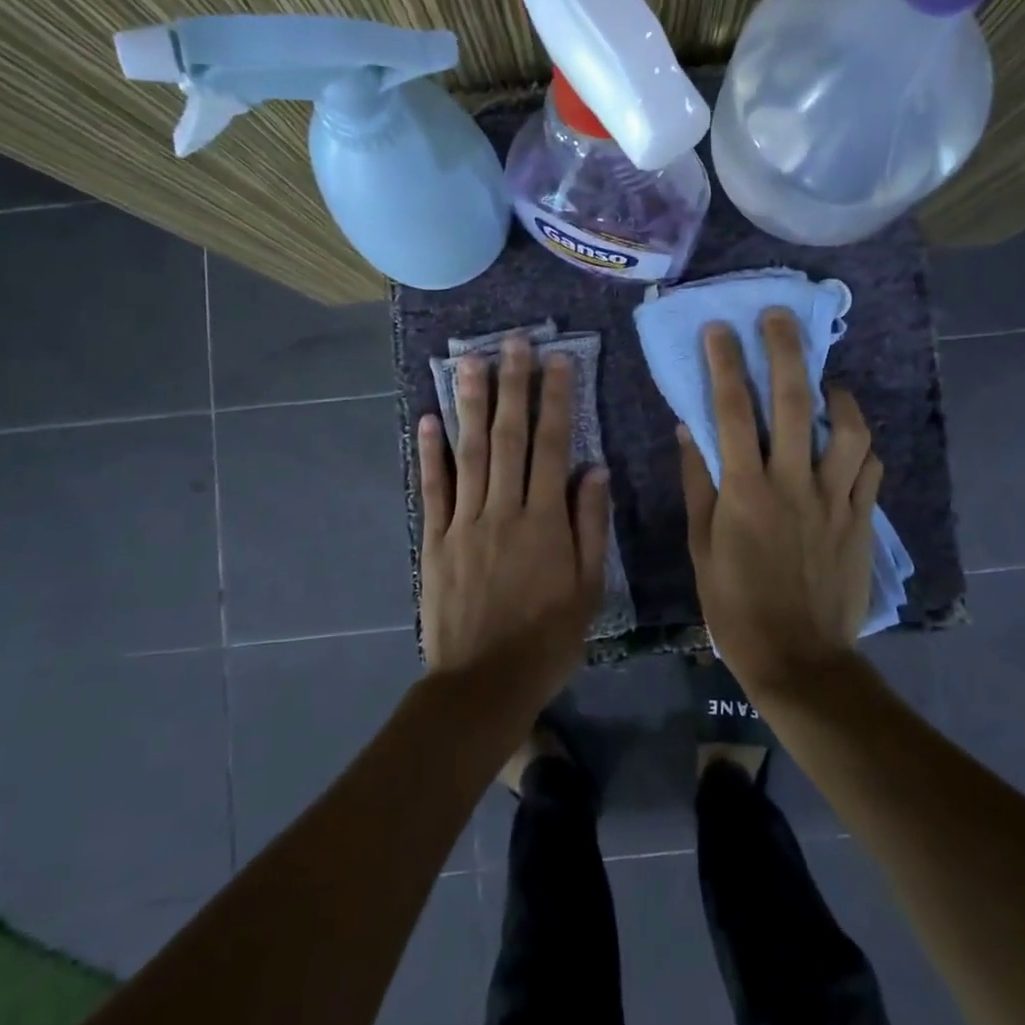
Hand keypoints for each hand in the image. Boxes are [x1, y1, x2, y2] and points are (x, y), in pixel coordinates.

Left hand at [417, 338, 610, 715]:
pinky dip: (430, 453)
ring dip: (470, 404)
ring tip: (470, 361)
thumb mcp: (588, 589)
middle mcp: (503, 509)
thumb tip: (595, 470)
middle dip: (513, 385)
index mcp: (545, 521)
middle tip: (513, 342)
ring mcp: (463, 522)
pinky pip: (432, 489)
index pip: (553, 446)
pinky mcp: (434, 539)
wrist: (484, 683)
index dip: (555, 400)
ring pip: (468, 452)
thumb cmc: (547, 639)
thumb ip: (590, 526)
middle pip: (508, 437)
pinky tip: (429, 419)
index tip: (557, 360)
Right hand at [678, 309, 883, 699]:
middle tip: (779, 318)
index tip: (719, 330)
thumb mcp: (701, 546)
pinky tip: (848, 438)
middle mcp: (794, 483)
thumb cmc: (735, 604)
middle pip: (796, 402)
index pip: (732, 411)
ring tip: (826, 381)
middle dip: (786, 351)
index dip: (724, 364)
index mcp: (746, 490)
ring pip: (849, 429)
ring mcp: (835, 499)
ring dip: (838, 394)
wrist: (798, 657)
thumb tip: (689, 429)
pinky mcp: (861, 518)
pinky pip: (870, 468)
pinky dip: (860, 443)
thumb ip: (698, 483)